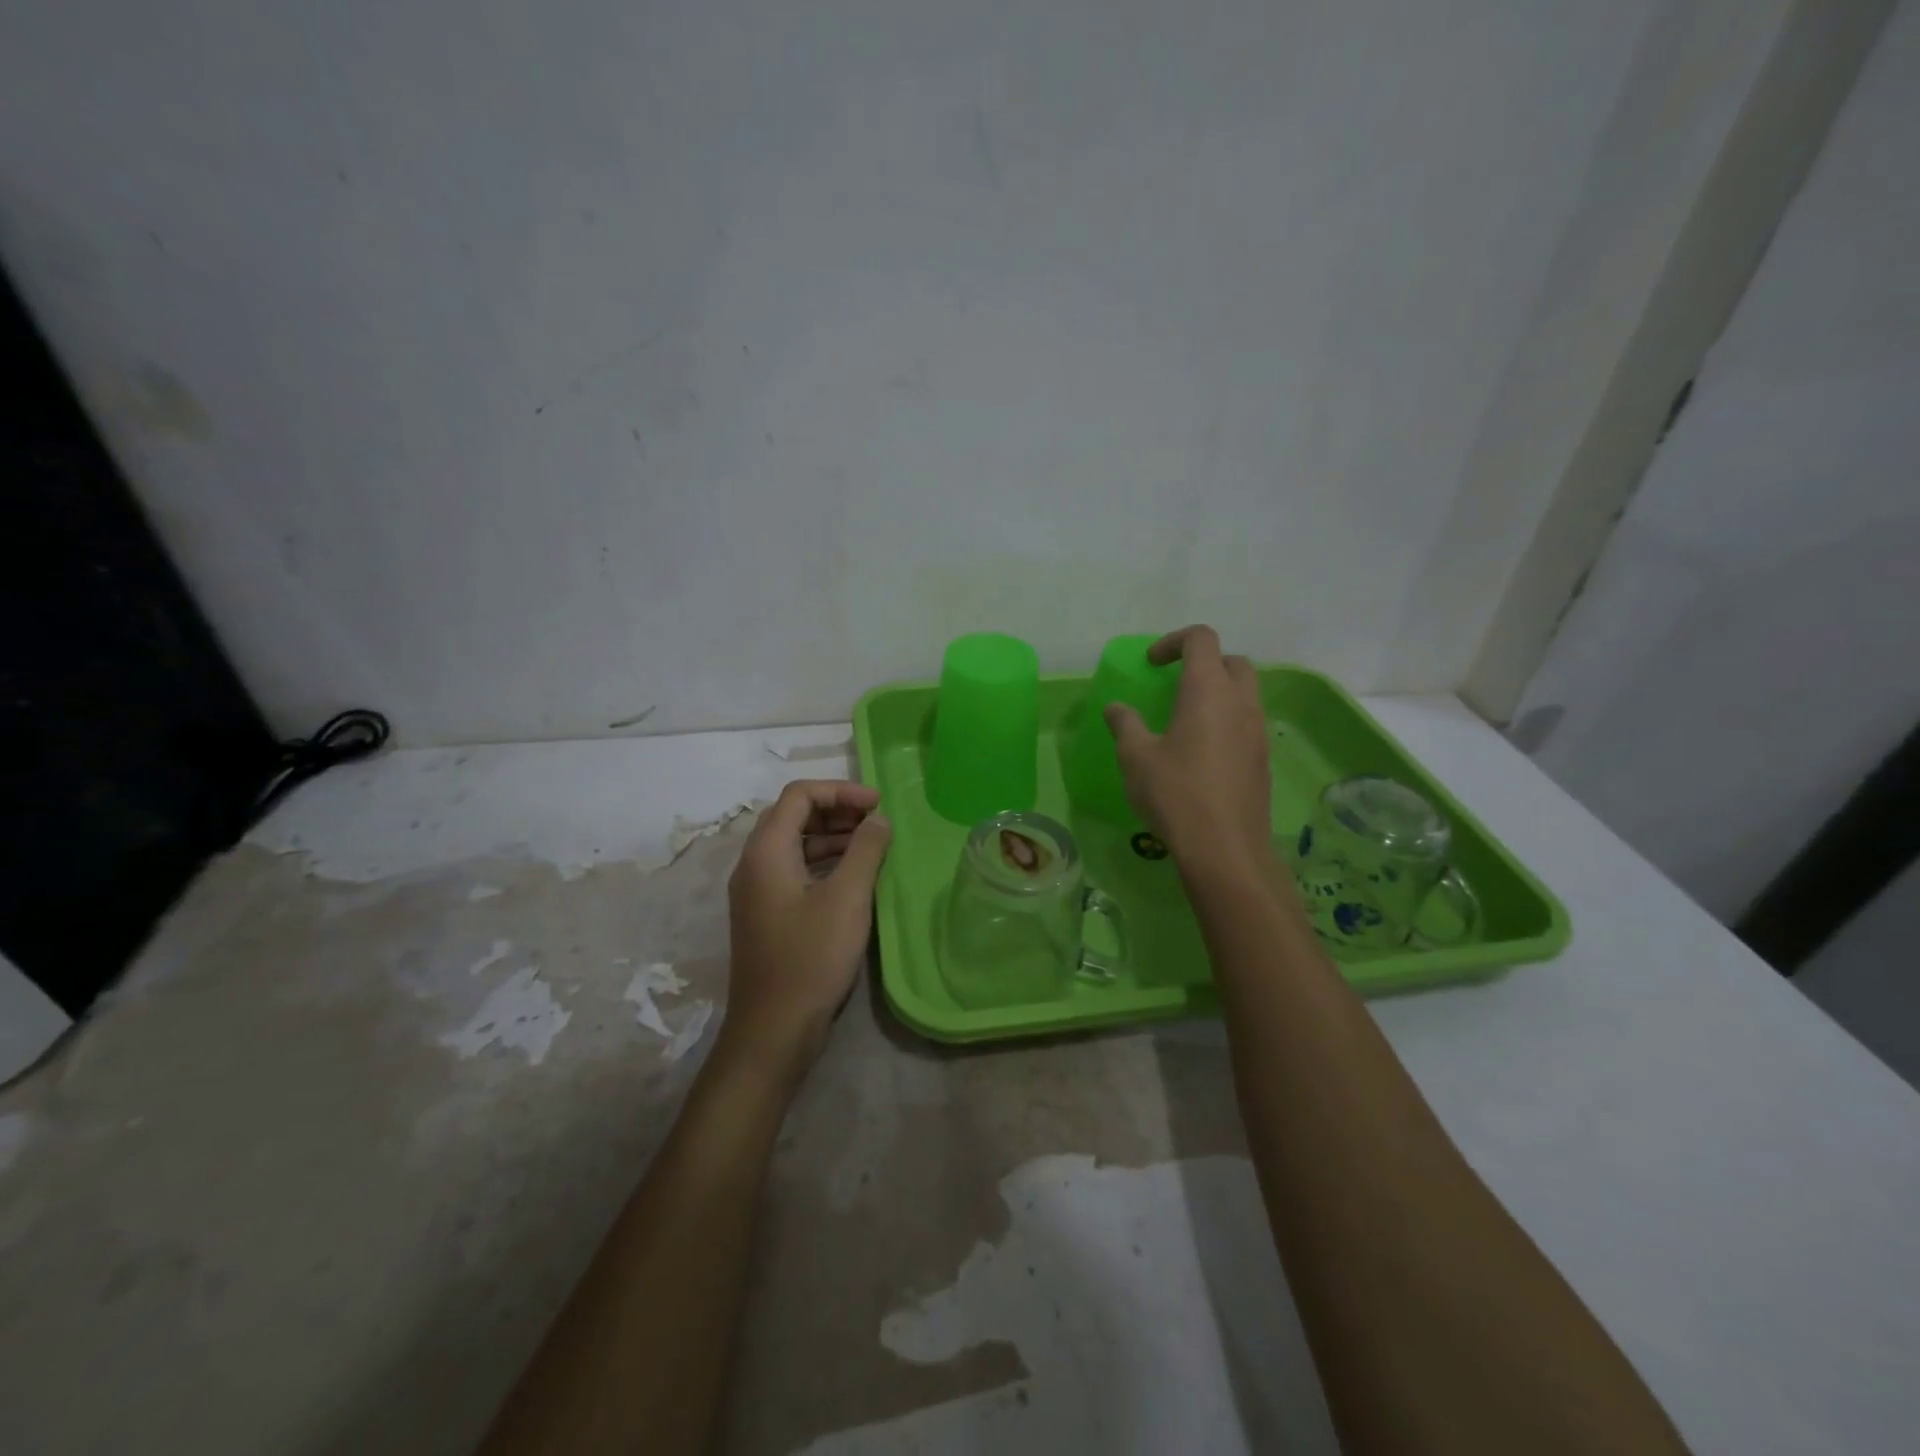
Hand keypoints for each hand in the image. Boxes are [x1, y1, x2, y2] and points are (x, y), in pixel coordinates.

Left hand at [720, 780, 891, 1083]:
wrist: (772, 1030)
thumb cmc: (810, 958)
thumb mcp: (847, 899)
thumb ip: (866, 850)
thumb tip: (879, 820)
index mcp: (766, 851)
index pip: (799, 795)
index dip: (841, 790)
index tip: (878, 805)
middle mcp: (753, 863)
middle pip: (793, 815)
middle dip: (836, 809)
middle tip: (876, 821)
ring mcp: (756, 891)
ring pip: (793, 843)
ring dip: (831, 836)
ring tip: (871, 845)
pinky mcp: (765, 913)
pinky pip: (793, 869)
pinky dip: (823, 861)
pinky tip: (852, 876)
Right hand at [1104, 625, 1272, 870]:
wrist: (1225, 849)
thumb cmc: (1175, 794)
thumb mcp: (1136, 757)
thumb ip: (1125, 725)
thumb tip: (1116, 708)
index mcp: (1208, 691)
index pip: (1201, 639)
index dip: (1174, 641)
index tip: (1152, 664)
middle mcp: (1241, 703)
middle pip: (1233, 661)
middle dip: (1204, 663)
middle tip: (1175, 684)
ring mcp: (1258, 732)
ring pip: (1246, 693)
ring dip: (1219, 692)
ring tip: (1187, 718)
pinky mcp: (1263, 759)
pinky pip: (1248, 723)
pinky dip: (1227, 721)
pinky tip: (1203, 752)